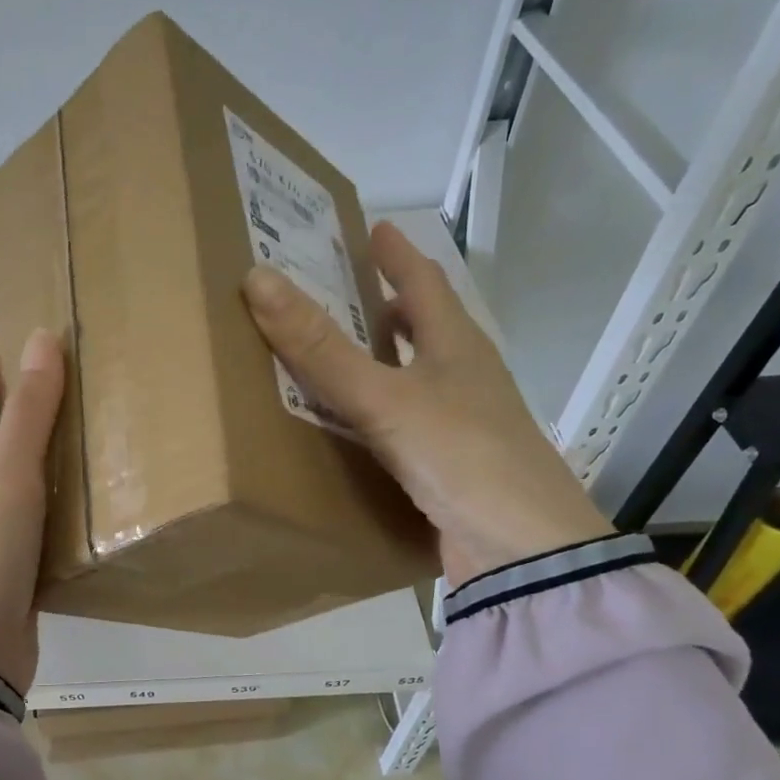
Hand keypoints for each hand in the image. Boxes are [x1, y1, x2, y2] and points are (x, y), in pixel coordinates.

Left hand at [0, 328, 65, 693]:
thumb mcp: (6, 483)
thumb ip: (28, 416)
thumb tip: (42, 340)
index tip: (24, 322)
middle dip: (25, 393)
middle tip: (77, 370)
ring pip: (18, 468)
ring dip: (47, 441)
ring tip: (96, 419)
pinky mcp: (11, 557)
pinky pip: (36, 508)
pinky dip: (59, 488)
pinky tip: (95, 487)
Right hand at [242, 221, 611, 585]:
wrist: (520, 551)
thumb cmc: (461, 456)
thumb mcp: (385, 398)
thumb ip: (322, 349)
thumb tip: (259, 280)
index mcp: (457, 347)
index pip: (424, 284)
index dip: (397, 255)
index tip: (374, 229)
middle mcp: (464, 379)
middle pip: (426, 330)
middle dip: (388, 308)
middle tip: (342, 294)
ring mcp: (461, 426)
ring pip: (415, 381)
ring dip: (382, 365)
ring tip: (337, 358)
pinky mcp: (450, 469)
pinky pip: (404, 428)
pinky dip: (377, 418)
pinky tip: (351, 431)